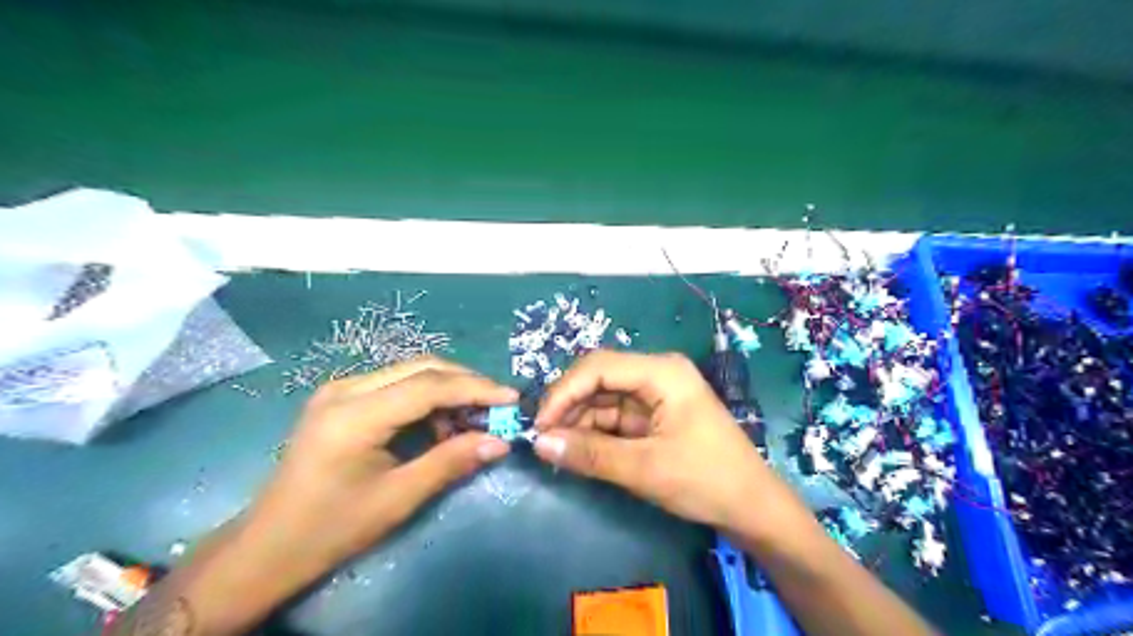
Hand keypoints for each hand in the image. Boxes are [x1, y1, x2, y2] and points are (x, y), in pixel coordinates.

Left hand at [247, 357, 515, 574]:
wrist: (269, 546)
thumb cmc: (332, 528)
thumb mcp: (398, 498)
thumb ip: (451, 462)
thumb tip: (500, 442)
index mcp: (354, 414)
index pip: (429, 385)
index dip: (476, 388)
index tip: (512, 398)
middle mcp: (346, 389)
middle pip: (422, 368)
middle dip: (466, 383)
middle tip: (499, 407)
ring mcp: (340, 389)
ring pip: (411, 372)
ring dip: (448, 390)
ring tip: (473, 420)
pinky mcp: (342, 398)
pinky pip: (396, 385)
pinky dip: (427, 398)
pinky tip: (440, 424)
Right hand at [536, 351, 790, 533]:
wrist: (754, 508)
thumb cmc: (706, 481)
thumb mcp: (645, 469)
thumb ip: (590, 454)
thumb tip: (538, 443)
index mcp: (662, 372)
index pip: (598, 367)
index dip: (563, 392)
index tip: (539, 425)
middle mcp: (657, 374)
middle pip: (599, 379)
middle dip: (569, 407)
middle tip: (543, 440)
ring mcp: (657, 394)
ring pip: (604, 399)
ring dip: (579, 422)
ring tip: (556, 449)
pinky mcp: (655, 416)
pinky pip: (616, 417)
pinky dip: (595, 433)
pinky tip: (578, 451)